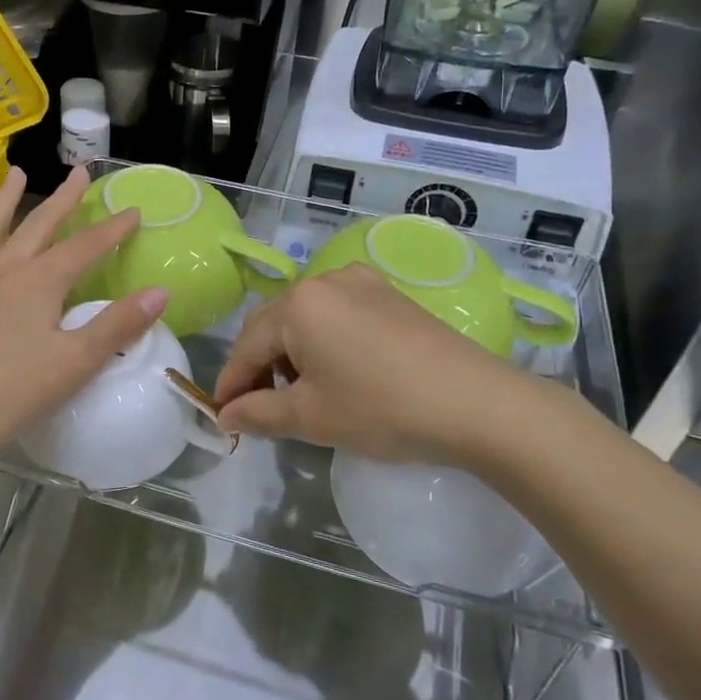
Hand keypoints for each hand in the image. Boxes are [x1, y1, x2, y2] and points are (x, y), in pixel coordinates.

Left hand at [0, 164, 167, 459]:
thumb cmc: (8, 392)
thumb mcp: (74, 363)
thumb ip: (117, 326)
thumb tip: (160, 292)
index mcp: (40, 283)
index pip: (85, 247)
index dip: (113, 229)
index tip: (134, 210)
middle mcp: (3, 271)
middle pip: (38, 226)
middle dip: (63, 200)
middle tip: (79, 173)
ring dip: (3, 200)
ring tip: (15, 173)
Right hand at [212, 265, 567, 471]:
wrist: (477, 404)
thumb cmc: (382, 409)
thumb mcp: (312, 417)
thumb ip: (258, 414)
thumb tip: (226, 416)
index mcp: (298, 305)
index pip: (246, 345)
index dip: (230, 383)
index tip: (223, 417)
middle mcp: (324, 281)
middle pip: (273, 324)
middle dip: (259, 366)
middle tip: (259, 408)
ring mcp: (361, 283)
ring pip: (306, 318)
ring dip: (292, 353)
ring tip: (303, 394)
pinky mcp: (389, 295)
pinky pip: (338, 314)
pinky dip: (324, 341)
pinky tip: (339, 372)